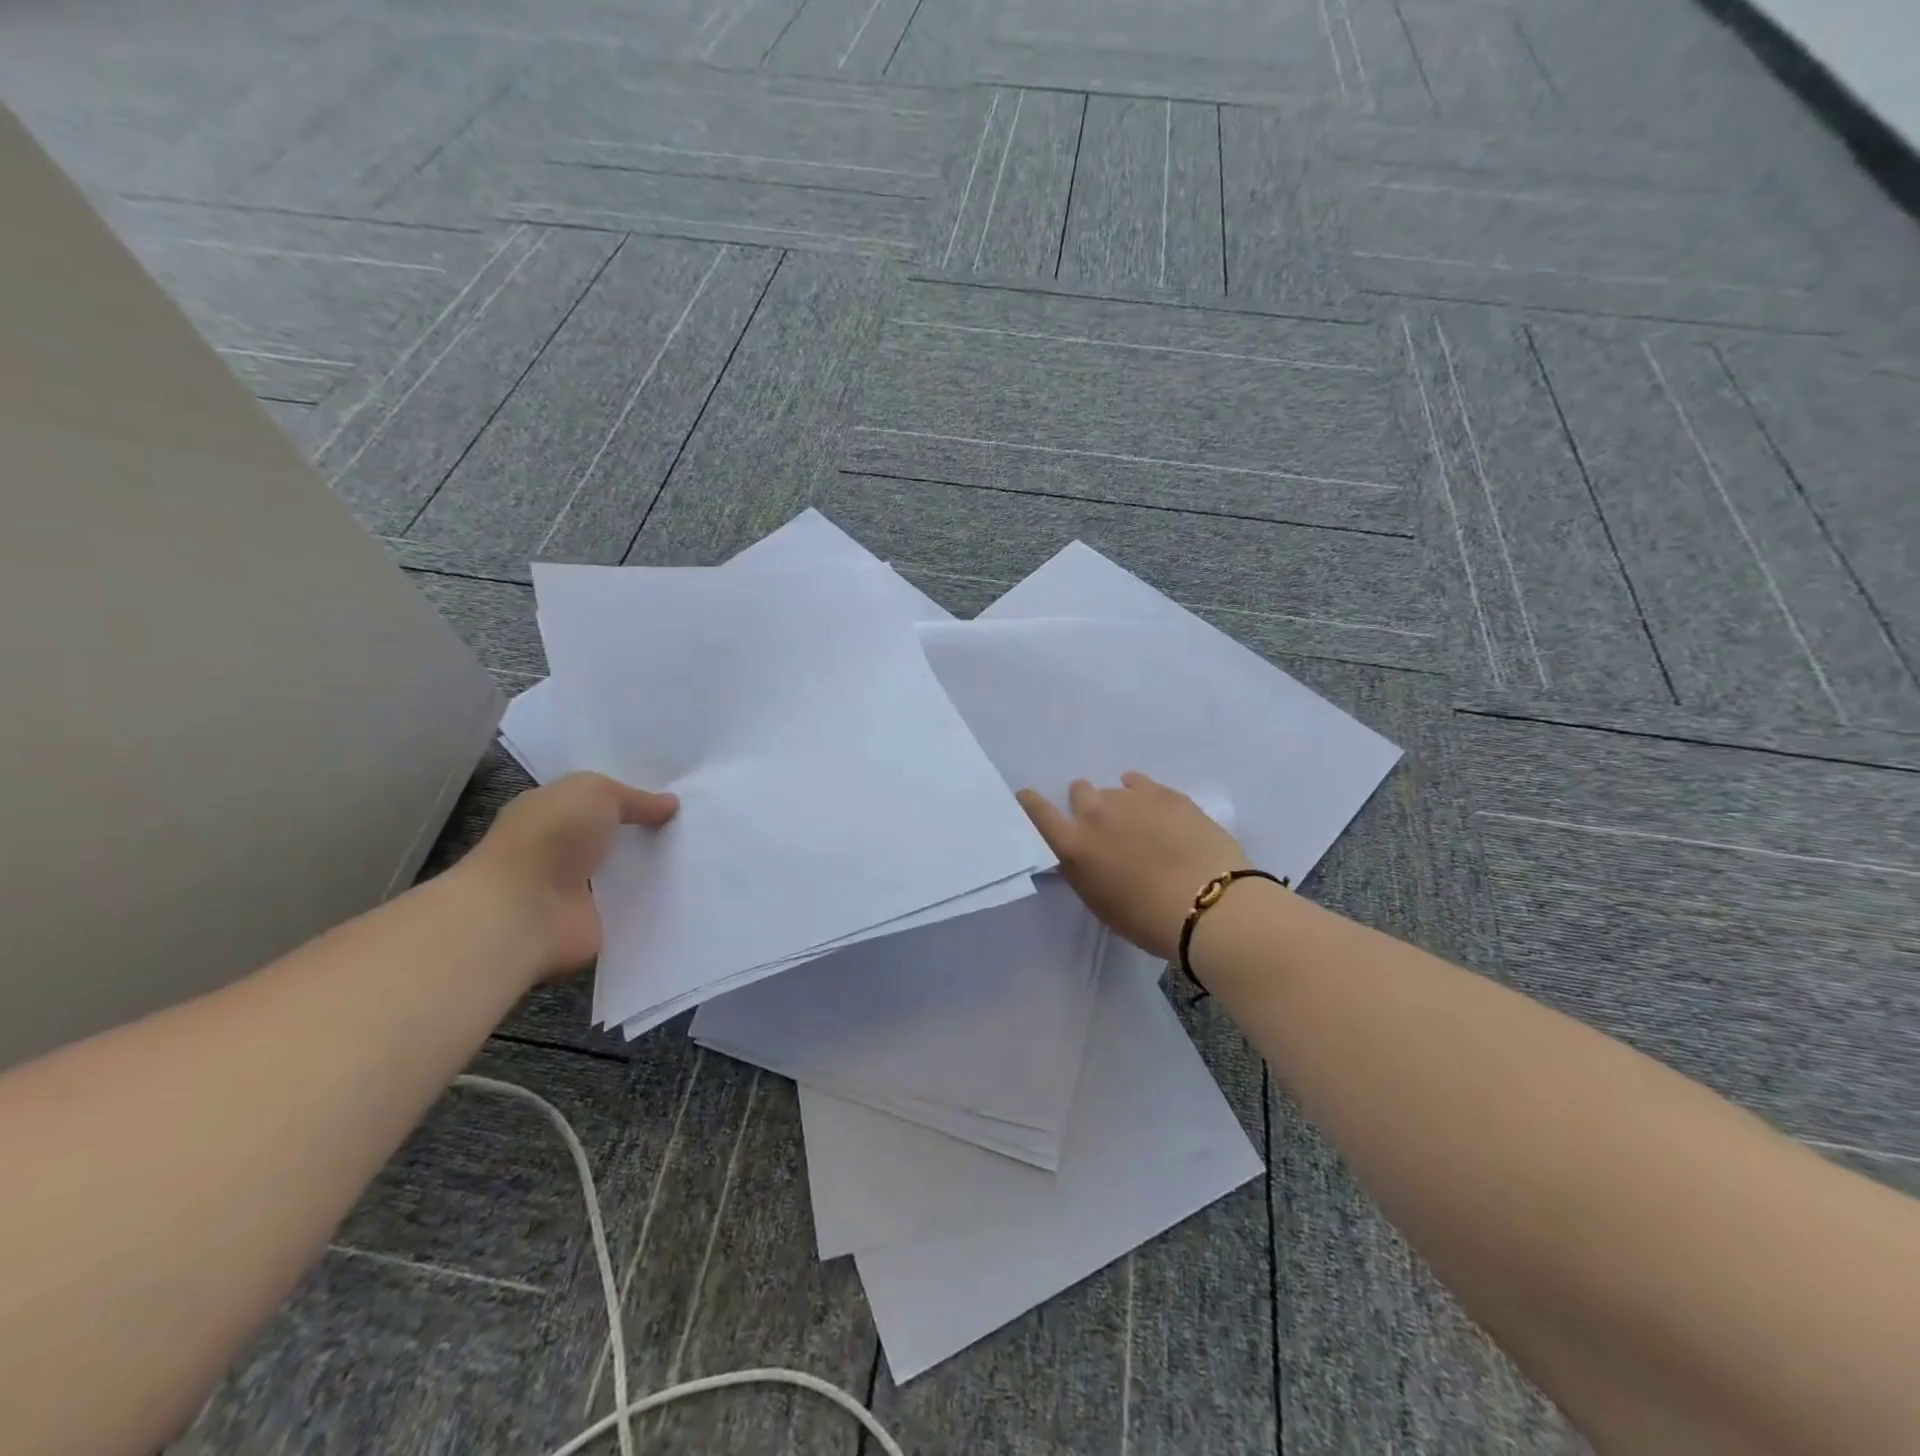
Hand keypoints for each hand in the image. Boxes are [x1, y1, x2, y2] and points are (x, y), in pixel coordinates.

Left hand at [461, 772, 677, 976]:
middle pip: (611, 837)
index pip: (593, 800)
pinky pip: (630, 907)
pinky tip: (684, 892)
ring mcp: (573, 889)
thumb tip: (671, 804)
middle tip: (694, 827)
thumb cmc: (553, 837)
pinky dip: (651, 902)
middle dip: (646, 832)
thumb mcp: (597, 793)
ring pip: (623, 872)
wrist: (524, 911)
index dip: (629, 797)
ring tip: (698, 858)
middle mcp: (558, 849)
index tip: (674, 798)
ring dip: (651, 868)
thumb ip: (635, 798)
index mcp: (548, 811)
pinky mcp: (591, 922)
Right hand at [1017, 773, 1249, 960]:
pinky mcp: (1164, 792)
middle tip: (1107, 828)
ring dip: (1119, 803)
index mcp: (1073, 847)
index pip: (1037, 813)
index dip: (1030, 803)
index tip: (1029, 798)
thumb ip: (1084, 870)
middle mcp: (1095, 814)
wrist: (1210, 906)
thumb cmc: (1149, 920)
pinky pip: (1140, 783)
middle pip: (1078, 791)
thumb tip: (1085, 853)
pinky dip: (1142, 794)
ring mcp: (1131, 798)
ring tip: (1142, 826)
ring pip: (1113, 788)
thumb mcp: (1100, 903)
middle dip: (1087, 805)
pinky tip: (1156, 811)